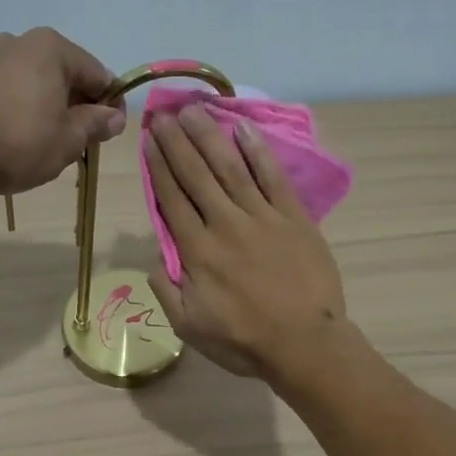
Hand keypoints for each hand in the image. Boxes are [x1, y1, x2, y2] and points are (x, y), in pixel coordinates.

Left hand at [0, 28, 127, 194]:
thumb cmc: (21, 142)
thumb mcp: (69, 139)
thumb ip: (96, 124)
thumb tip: (114, 117)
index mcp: (52, 47)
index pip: (98, 74)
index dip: (110, 104)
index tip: (111, 132)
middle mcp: (21, 42)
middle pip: (66, 74)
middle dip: (79, 104)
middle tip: (82, 141)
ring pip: (38, 82)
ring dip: (52, 107)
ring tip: (51, 142)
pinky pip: (13, 90)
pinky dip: (25, 108)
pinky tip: (22, 137)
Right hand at [145, 105, 347, 379]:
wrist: (306, 344)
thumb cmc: (244, 341)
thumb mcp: (189, 327)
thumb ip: (166, 290)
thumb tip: (155, 259)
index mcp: (198, 251)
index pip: (171, 198)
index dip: (158, 166)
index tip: (149, 139)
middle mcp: (225, 224)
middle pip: (196, 174)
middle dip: (177, 141)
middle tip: (165, 113)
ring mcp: (262, 217)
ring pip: (230, 167)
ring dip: (210, 136)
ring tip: (195, 110)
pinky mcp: (294, 217)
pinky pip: (273, 176)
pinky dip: (257, 151)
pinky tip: (243, 128)